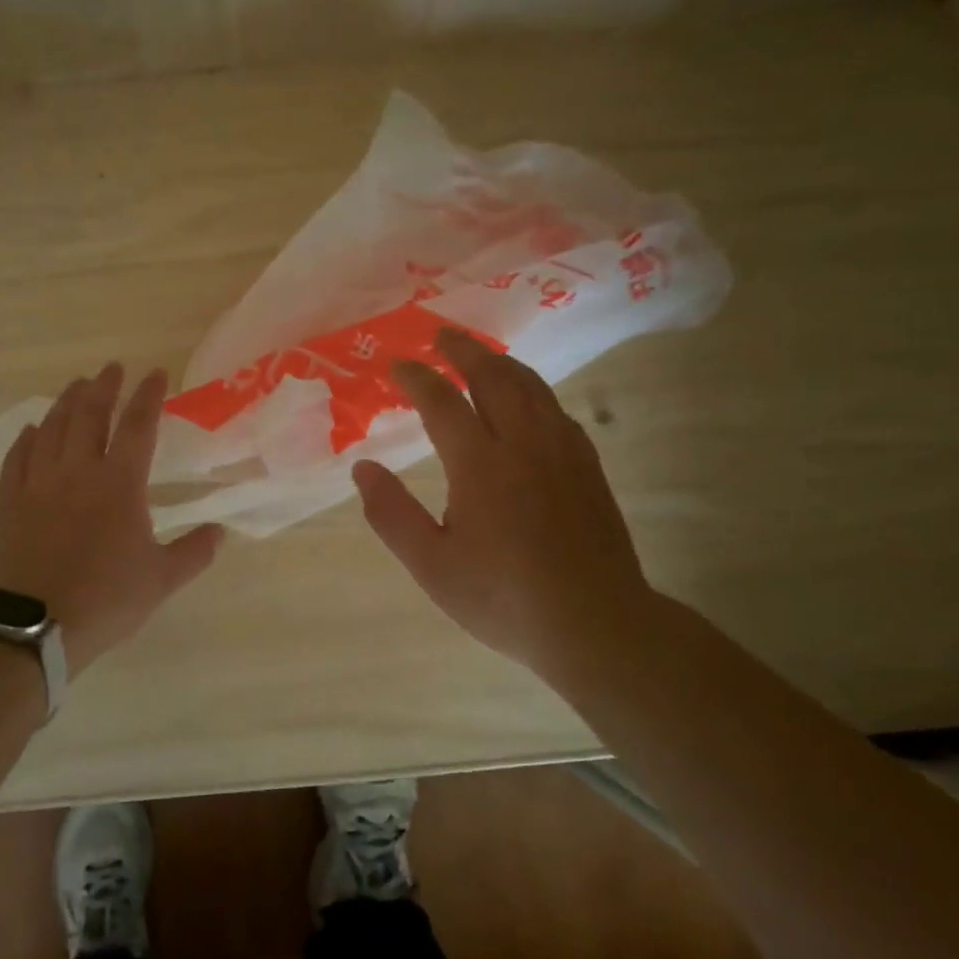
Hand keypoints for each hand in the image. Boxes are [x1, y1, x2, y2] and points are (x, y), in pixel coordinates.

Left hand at [0, 363, 224, 669]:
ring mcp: (39, 484)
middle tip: (112, 368)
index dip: (148, 396)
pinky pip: (18, 458)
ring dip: (66, 402)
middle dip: (103, 386)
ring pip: (52, 428)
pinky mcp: (11, 502)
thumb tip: (220, 531)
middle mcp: (78, 471)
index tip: (155, 373)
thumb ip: (194, 552)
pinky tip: (32, 429)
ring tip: (77, 385)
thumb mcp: (161, 580)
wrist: (33, 627)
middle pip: (89, 414)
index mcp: (119, 484)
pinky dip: (26, 438)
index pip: (137, 426)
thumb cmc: (105, 599)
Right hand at [351, 328, 651, 673]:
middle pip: (493, 376)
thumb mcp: (431, 565)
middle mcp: (523, 443)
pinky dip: (533, 389)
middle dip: (463, 350)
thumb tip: (362, 468)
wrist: (595, 623)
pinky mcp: (587, 465)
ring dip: (501, 362)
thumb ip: (392, 514)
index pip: (441, 401)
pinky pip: (556, 408)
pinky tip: (528, 399)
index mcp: (480, 463)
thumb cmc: (503, 597)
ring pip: (530, 386)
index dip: (416, 377)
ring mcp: (562, 450)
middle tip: (441, 335)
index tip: (396, 365)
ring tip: (481, 354)